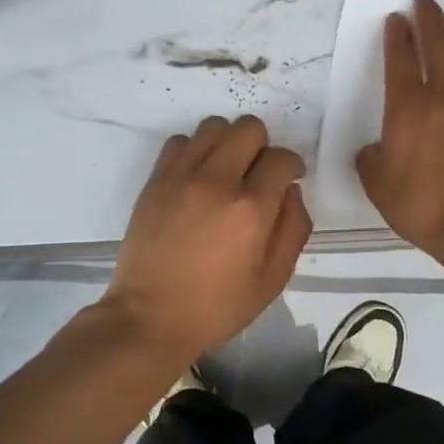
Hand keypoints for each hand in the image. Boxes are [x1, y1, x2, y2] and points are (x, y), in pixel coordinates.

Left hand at [104, 115, 311, 363]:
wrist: (149, 316)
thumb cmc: (216, 306)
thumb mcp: (272, 280)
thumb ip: (293, 229)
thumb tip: (291, 191)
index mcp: (251, 209)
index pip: (281, 158)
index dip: (292, 165)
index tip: (288, 179)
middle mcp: (217, 181)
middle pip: (248, 128)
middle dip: (262, 146)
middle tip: (257, 173)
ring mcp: (181, 176)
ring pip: (214, 126)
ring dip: (228, 142)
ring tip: (226, 171)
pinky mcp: (155, 180)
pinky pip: (180, 141)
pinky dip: (194, 150)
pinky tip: (196, 177)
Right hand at [357, 0, 443, 258]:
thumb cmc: (423, 207)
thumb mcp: (379, 187)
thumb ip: (371, 161)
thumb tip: (373, 149)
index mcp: (408, 109)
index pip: (400, 60)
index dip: (397, 35)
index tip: (396, 18)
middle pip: (438, 43)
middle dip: (429, 18)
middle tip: (425, 1)